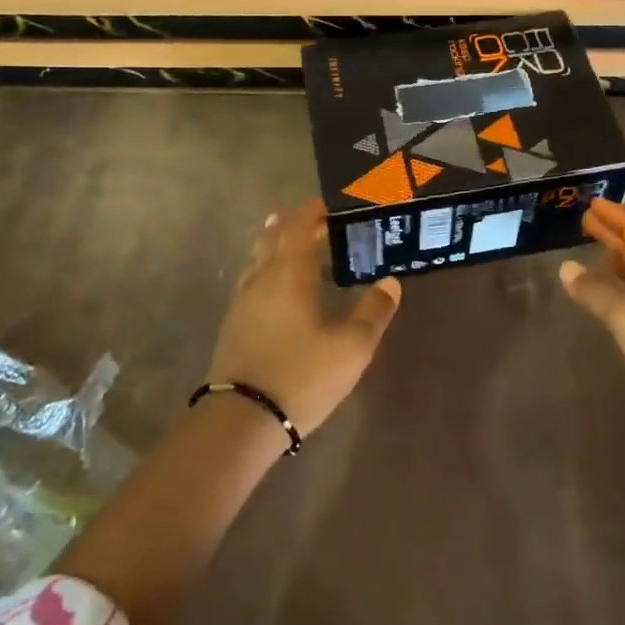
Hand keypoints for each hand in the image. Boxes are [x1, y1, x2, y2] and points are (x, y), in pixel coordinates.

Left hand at [207, 198, 401, 436]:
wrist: (242, 419)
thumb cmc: (302, 375)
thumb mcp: (352, 347)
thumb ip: (373, 312)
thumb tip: (390, 282)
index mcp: (290, 274)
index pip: (298, 229)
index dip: (310, 214)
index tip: (324, 206)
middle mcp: (262, 279)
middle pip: (273, 239)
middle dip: (291, 225)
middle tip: (312, 220)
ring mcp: (243, 302)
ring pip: (257, 259)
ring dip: (272, 244)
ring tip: (284, 238)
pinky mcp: (233, 325)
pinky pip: (250, 281)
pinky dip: (264, 269)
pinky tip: (271, 285)